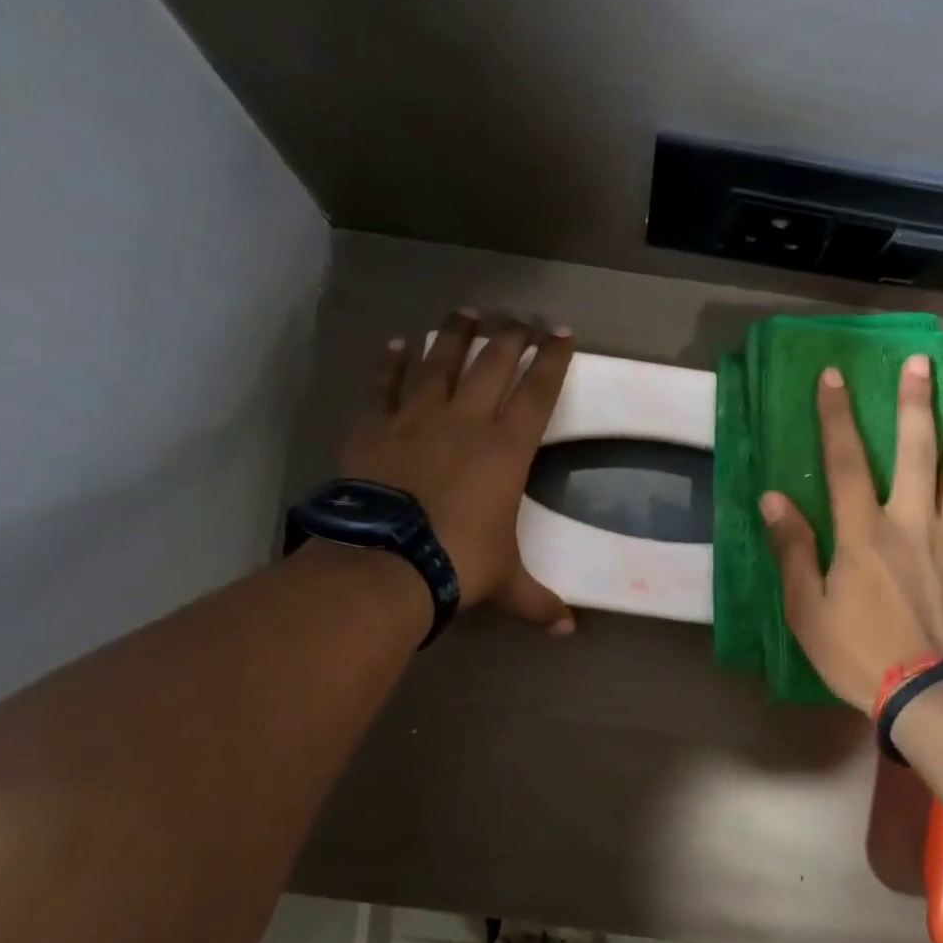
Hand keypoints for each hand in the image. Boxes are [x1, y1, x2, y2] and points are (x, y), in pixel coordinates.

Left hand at [341, 310, 576, 633]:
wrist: (385, 562)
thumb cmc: (458, 564)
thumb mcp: (506, 583)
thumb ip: (539, 602)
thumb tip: (568, 631)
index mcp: (506, 449)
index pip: (538, 391)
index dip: (553, 359)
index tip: (563, 332)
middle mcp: (465, 421)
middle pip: (493, 362)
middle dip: (512, 335)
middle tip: (522, 316)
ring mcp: (416, 418)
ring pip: (440, 361)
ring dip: (456, 334)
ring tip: (467, 311)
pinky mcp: (375, 427)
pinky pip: (386, 385)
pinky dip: (392, 362)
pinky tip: (399, 343)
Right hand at [762, 357, 942, 707]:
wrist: (936, 694)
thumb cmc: (861, 654)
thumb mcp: (808, 611)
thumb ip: (794, 551)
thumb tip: (773, 500)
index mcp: (864, 534)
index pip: (846, 462)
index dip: (837, 417)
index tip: (834, 376)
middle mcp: (912, 523)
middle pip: (916, 451)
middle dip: (916, 403)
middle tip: (922, 361)